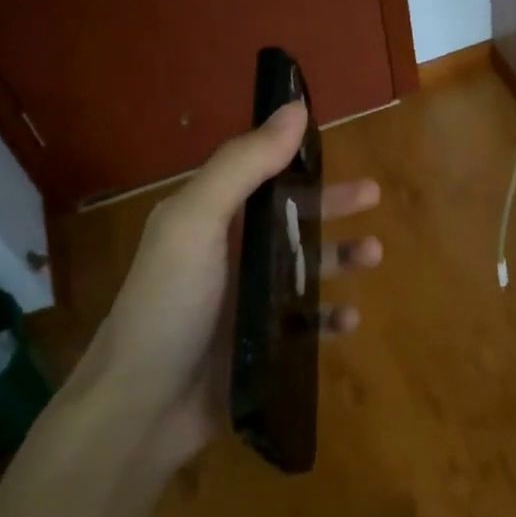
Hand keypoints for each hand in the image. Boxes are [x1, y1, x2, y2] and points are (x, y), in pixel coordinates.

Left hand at [69, 101, 380, 470]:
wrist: (141, 408)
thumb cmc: (168, 305)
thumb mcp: (195, 222)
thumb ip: (242, 165)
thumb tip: (294, 109)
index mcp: (209, 220)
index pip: (259, 176)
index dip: (295, 159)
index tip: (334, 148)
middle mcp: (228, 256)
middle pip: (289, 219)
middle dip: (332, 205)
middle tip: (373, 196)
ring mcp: (245, 304)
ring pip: (304, 270)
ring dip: (340, 258)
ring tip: (373, 254)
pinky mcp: (260, 347)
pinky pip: (306, 324)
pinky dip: (329, 318)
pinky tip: (350, 319)